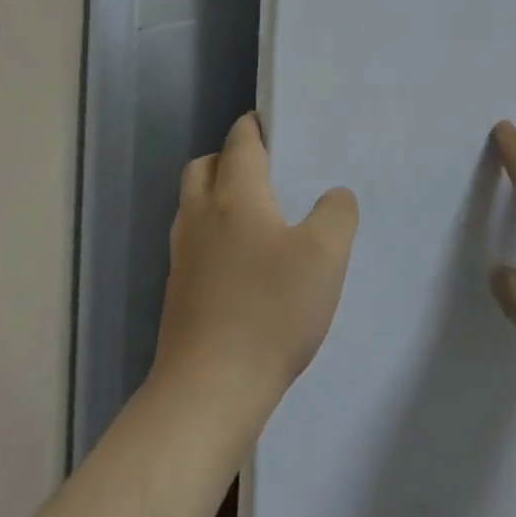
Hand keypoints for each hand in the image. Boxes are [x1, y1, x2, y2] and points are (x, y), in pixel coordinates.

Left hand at [151, 113, 358, 429]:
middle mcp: (201, 217)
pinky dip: (215, 235)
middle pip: (204, 167)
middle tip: (267, 170)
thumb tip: (333, 197)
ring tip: (259, 215)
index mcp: (235, 196)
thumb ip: (337, 213)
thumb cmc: (271, 310)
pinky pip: (195, 243)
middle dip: (230, 158)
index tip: (276, 124)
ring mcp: (183, 257)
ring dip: (219, 197)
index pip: (240, 142)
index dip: (256, 126)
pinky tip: (245, 263)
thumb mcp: (326, 254)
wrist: (209, 392)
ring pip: (194, 206)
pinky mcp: (178, 294)